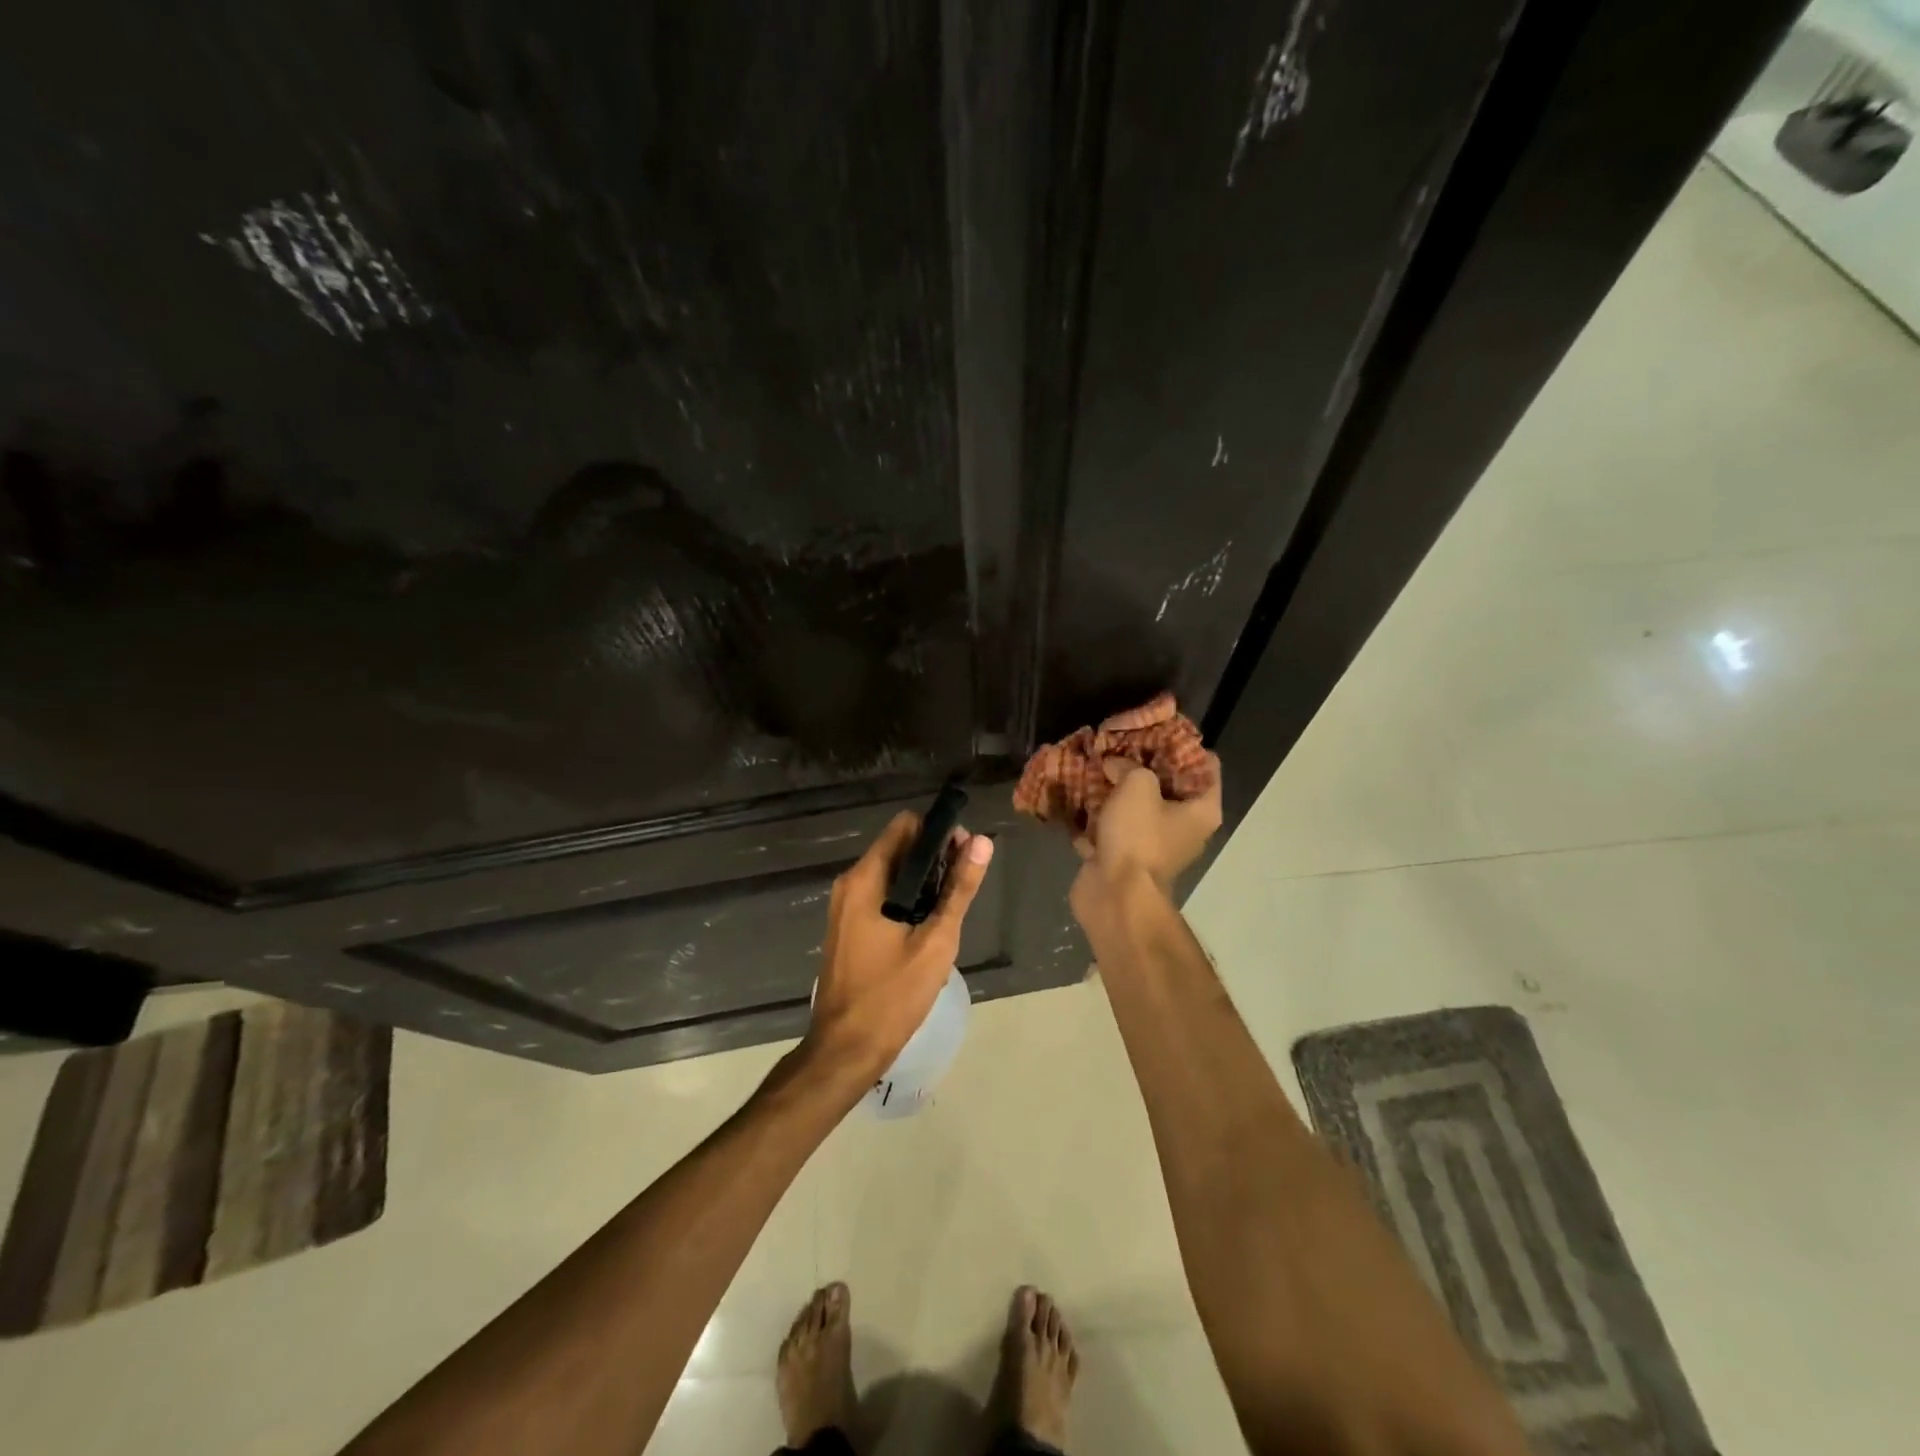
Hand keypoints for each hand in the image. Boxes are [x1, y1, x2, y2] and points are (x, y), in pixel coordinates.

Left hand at [802, 811, 994, 1084]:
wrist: (846, 1050)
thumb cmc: (892, 995)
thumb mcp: (936, 941)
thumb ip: (959, 889)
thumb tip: (981, 842)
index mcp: (865, 879)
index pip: (905, 826)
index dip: (938, 832)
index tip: (965, 853)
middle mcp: (850, 883)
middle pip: (899, 848)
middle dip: (935, 860)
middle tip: (964, 887)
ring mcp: (845, 906)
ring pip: (892, 875)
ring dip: (924, 884)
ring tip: (951, 912)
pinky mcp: (848, 927)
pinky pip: (882, 897)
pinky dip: (907, 902)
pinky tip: (928, 930)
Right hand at [1070, 755, 1221, 913]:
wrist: (1115, 895)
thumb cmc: (1138, 836)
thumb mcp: (1138, 786)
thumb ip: (1130, 766)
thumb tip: (1115, 766)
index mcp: (1202, 809)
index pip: (1206, 766)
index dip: (1183, 744)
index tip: (1156, 729)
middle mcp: (1184, 826)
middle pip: (1166, 784)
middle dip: (1141, 763)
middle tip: (1119, 742)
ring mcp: (1152, 843)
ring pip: (1135, 805)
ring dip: (1114, 787)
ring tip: (1094, 762)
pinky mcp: (1123, 856)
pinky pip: (1111, 826)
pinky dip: (1096, 813)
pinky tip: (1077, 793)